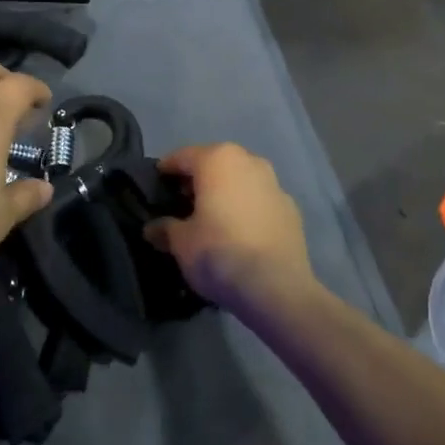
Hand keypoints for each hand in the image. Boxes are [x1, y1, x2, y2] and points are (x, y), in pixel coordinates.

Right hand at [145, 144, 315, 313]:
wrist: (276, 287)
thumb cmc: (219, 252)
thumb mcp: (181, 243)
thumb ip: (165, 228)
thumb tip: (153, 228)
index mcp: (218, 160)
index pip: (183, 157)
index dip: (166, 170)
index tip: (156, 184)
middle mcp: (249, 162)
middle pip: (215, 164)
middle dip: (198, 181)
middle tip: (182, 203)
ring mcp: (275, 184)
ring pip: (241, 181)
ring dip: (225, 193)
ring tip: (211, 218)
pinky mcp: (291, 209)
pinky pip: (260, 201)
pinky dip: (247, 210)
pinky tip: (239, 233)